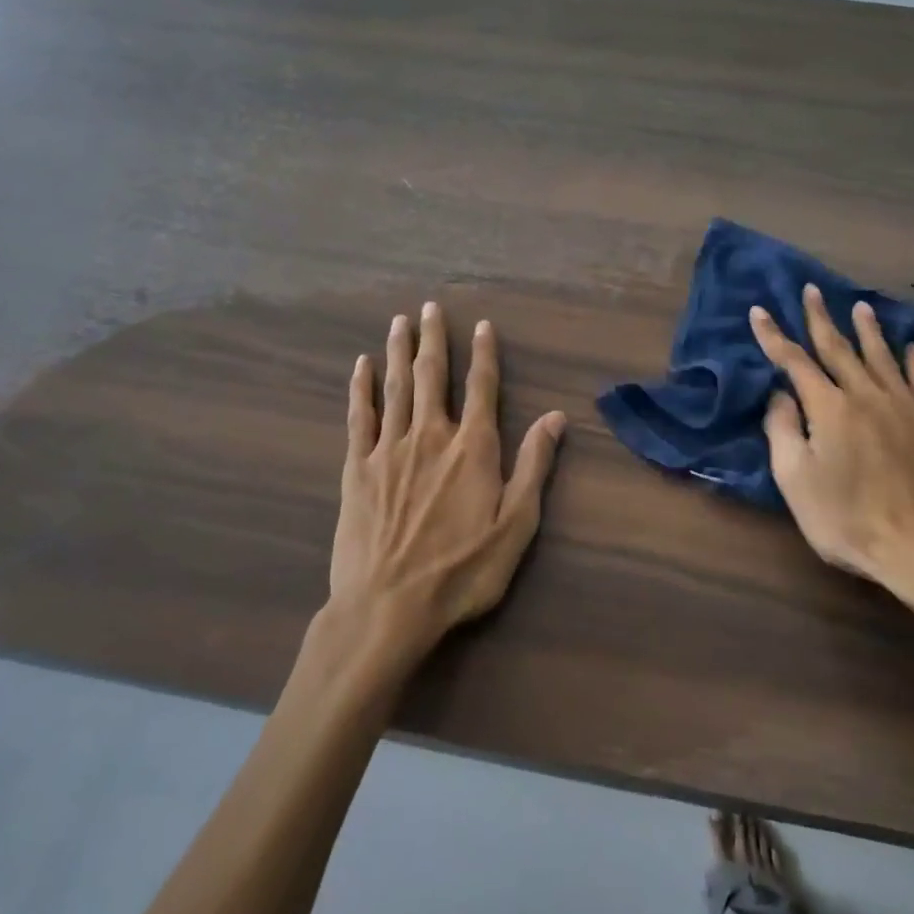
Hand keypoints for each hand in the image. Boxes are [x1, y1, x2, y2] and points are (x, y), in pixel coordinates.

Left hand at [326, 301, 566, 665]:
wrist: (388, 606)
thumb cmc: (461, 572)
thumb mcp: (515, 526)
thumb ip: (534, 467)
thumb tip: (556, 417)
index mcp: (472, 448)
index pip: (481, 388)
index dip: (484, 354)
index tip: (482, 325)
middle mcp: (430, 436)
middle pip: (431, 376)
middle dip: (433, 339)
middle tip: (430, 307)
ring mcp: (389, 449)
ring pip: (395, 388)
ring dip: (397, 352)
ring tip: (399, 322)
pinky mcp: (356, 469)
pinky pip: (359, 417)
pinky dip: (361, 389)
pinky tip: (361, 366)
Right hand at [749, 284, 913, 625]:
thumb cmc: (849, 519)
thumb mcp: (795, 481)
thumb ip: (782, 431)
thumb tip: (780, 394)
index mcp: (828, 407)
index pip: (795, 361)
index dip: (773, 336)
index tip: (759, 311)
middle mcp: (866, 395)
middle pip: (839, 348)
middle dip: (820, 318)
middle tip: (811, 290)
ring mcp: (905, 406)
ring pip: (882, 356)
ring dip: (868, 329)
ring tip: (860, 306)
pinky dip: (913, 360)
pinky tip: (911, 348)